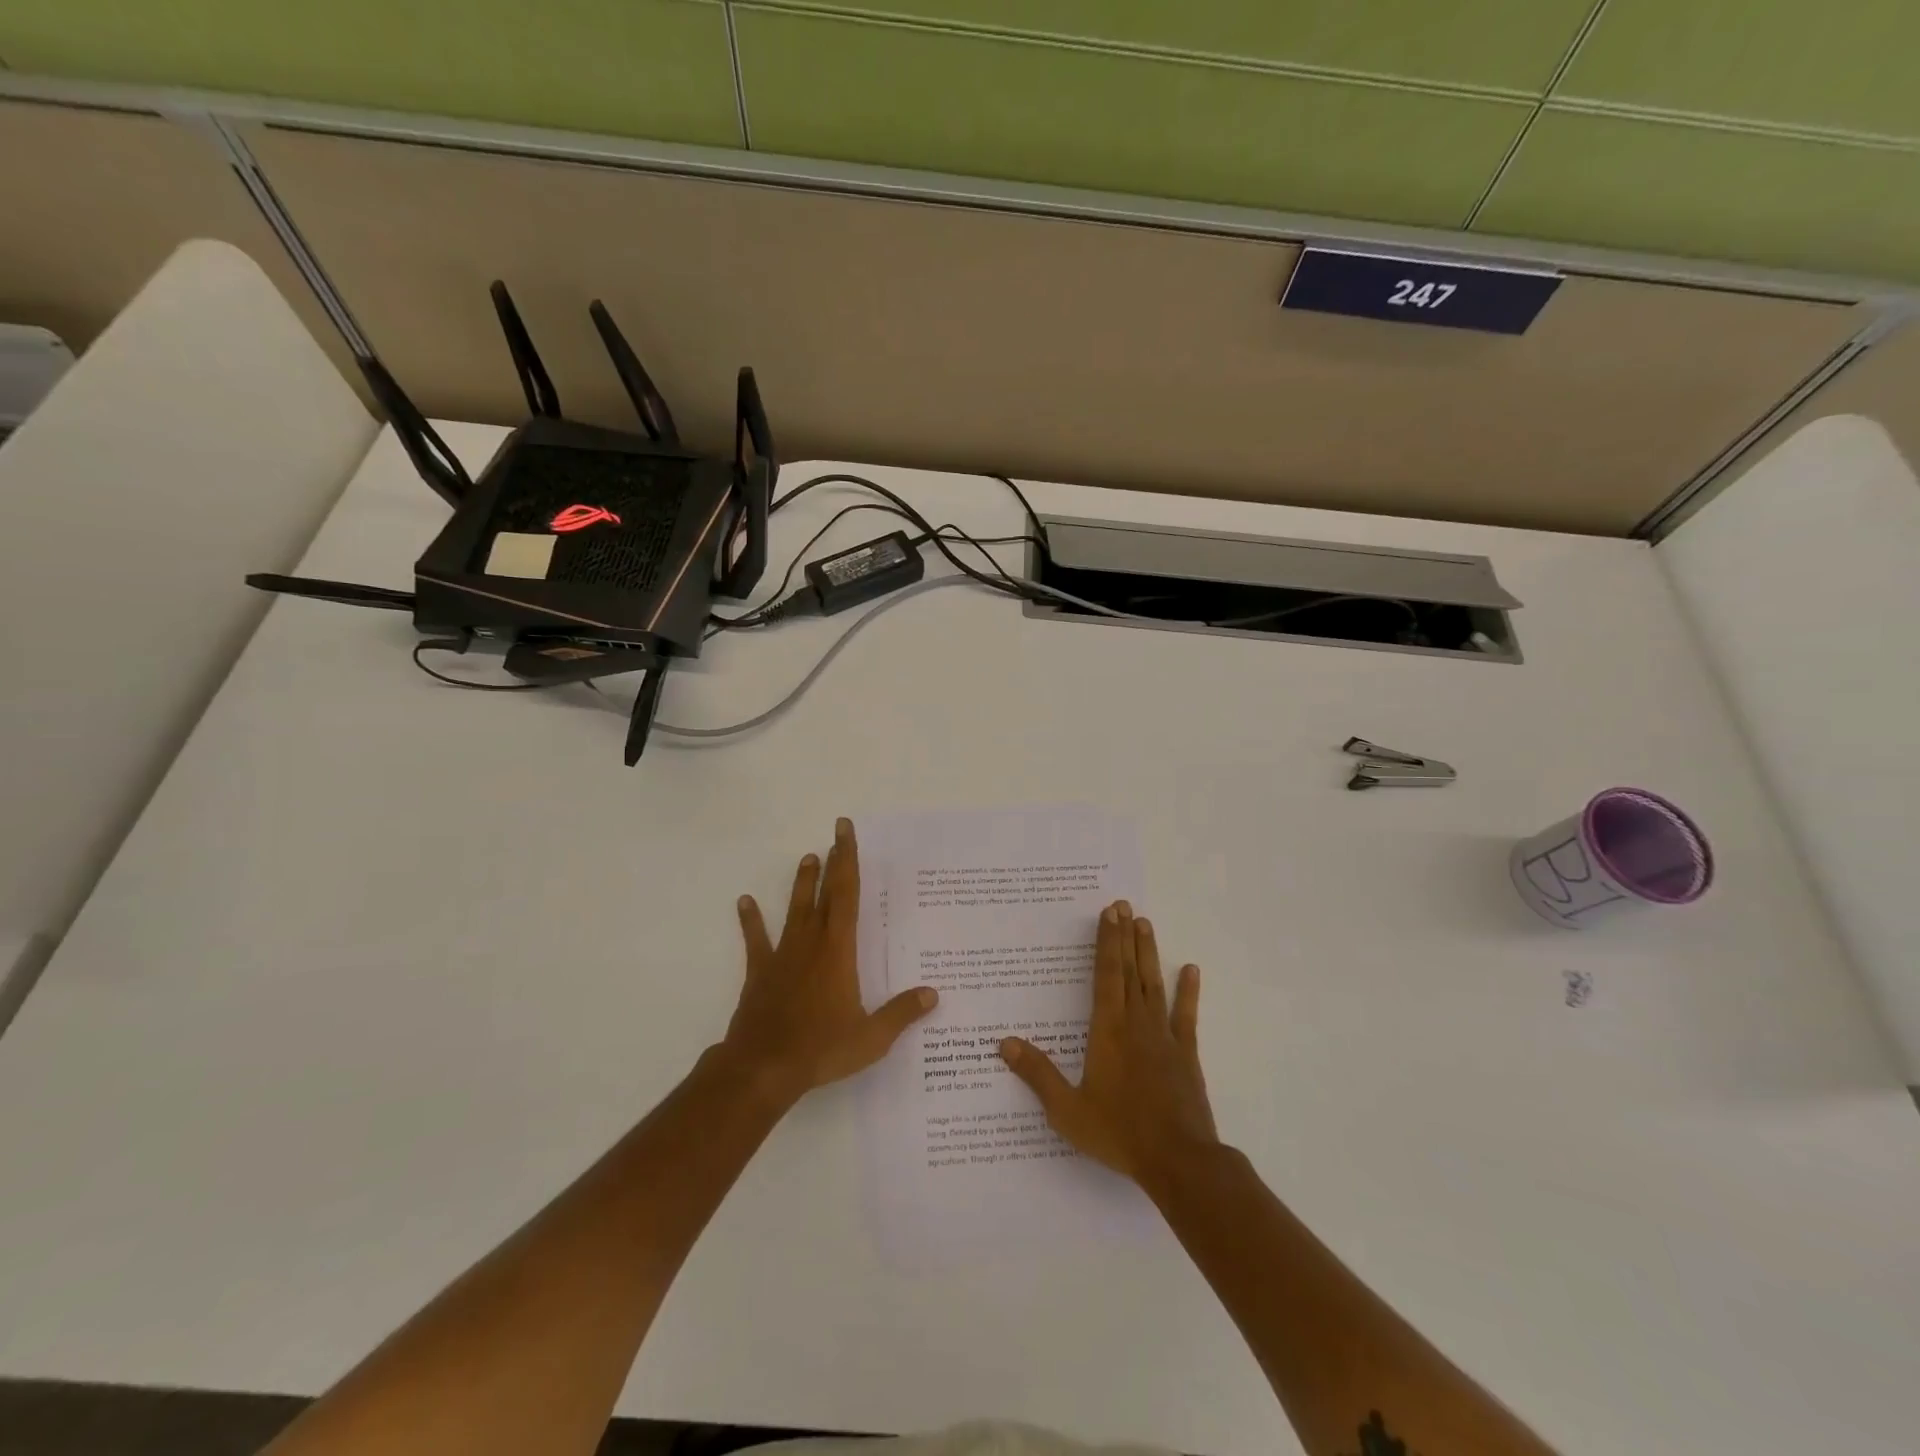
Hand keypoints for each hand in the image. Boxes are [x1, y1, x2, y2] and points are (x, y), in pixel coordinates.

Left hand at [721, 818, 938, 1106]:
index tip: (845, 833)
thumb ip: (902, 1014)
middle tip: (836, 835)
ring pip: (795, 910)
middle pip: (825, 894)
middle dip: (832, 863)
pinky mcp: (760, 972)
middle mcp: (811, 943)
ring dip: (802, 884)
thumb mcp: (871, 1037)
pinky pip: (756, 940)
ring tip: (807, 858)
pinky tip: (745, 902)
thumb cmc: (821, 1049)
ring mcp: (783, 956)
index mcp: (839, 950)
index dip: (848, 861)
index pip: (847, 895)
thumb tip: (932, 995)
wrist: (762, 1067)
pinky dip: (751, 920)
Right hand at [999, 901, 1217, 1191]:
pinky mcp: (1186, 1054)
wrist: (1179, 1161)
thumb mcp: (1067, 1110)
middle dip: (1125, 936)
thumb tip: (1004, 1044)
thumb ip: (1037, 1074)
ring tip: (1145, 923)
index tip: (1109, 913)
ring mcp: (1164, 1037)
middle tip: (1124, 905)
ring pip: (1154, 984)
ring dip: (1149, 953)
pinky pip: (1186, 1016)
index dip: (1107, 942)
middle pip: (1130, 971)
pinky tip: (1191, 969)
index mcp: (1107, 1031)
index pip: (1106, 975)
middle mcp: (1136, 1024)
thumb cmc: (1118, 1132)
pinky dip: (1188, 992)